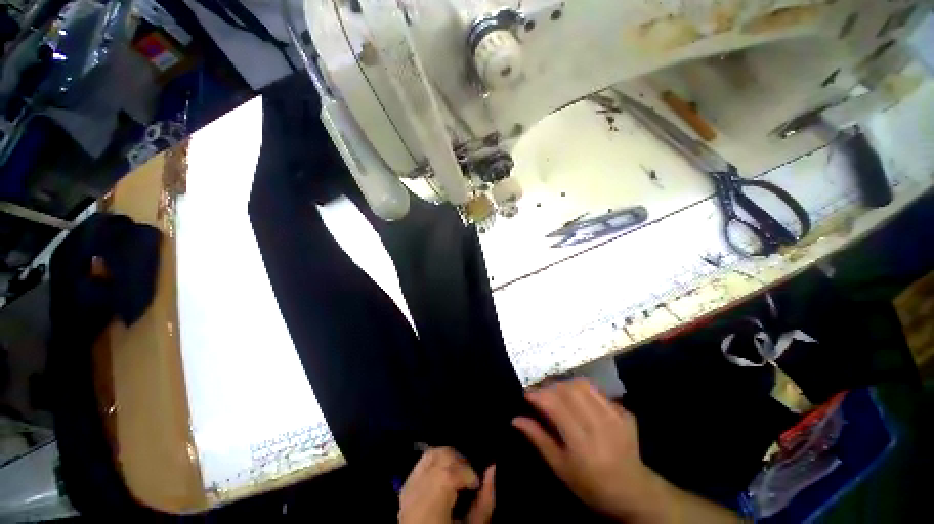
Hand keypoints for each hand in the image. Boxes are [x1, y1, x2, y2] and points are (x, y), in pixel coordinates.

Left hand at [398, 447, 495, 523]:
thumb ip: (486, 499)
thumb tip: (492, 468)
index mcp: (429, 505)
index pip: (446, 472)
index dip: (467, 473)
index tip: (477, 486)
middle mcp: (413, 491)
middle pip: (436, 455)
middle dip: (461, 462)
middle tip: (471, 480)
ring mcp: (406, 486)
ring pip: (428, 454)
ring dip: (450, 460)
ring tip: (461, 477)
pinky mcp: (405, 486)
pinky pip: (422, 464)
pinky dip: (439, 464)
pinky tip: (448, 479)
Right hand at [512, 379, 669, 522]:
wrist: (627, 487)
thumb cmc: (587, 484)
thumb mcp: (559, 466)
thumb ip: (539, 439)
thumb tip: (517, 419)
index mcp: (579, 437)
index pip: (556, 403)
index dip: (538, 395)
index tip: (526, 395)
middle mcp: (599, 420)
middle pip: (572, 388)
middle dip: (552, 387)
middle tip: (540, 396)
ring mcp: (616, 414)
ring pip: (588, 386)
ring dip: (569, 386)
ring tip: (558, 397)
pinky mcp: (626, 413)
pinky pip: (602, 395)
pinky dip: (587, 395)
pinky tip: (581, 407)